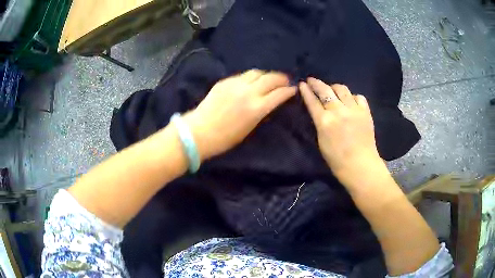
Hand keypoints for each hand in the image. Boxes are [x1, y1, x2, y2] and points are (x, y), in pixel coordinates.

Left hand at [183, 70, 296, 160]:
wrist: (199, 132)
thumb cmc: (225, 138)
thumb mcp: (249, 128)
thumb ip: (261, 112)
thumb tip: (269, 102)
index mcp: (257, 108)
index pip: (279, 94)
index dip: (289, 91)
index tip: (293, 89)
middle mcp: (249, 92)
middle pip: (271, 78)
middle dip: (281, 78)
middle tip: (285, 81)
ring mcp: (236, 84)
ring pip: (257, 73)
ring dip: (267, 74)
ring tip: (270, 78)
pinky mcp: (225, 81)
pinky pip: (243, 75)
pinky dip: (252, 76)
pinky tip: (252, 80)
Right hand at [299, 78, 384, 187]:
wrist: (360, 165)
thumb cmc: (337, 160)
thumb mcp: (321, 142)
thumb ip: (320, 123)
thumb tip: (319, 111)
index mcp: (324, 122)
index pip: (312, 101)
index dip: (306, 91)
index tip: (302, 83)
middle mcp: (338, 112)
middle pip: (325, 90)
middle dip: (316, 83)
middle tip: (312, 80)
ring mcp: (353, 110)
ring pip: (342, 89)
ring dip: (334, 87)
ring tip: (332, 89)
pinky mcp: (365, 112)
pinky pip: (358, 96)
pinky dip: (352, 96)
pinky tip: (350, 101)